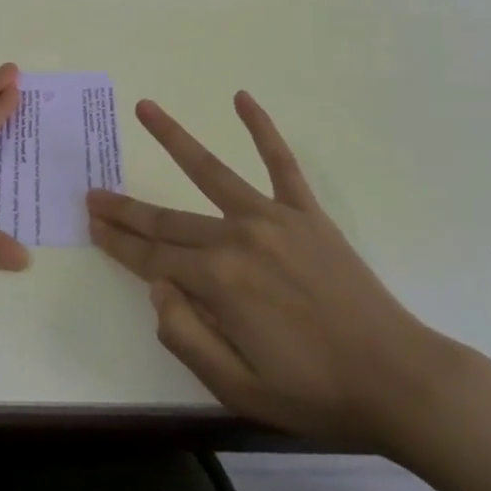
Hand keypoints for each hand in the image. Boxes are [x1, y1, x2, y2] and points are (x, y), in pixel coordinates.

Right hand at [87, 92, 452, 451]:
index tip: (91, 223)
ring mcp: (272, 217)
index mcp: (218, 281)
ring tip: (143, 108)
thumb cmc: (315, 393)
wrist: (399, 380)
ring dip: (173, 138)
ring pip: (211, 170)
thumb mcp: (238, 389)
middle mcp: (237, 236)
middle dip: (127, 209)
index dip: (119, 243)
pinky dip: (262, 127)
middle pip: (169, 219)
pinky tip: (242, 97)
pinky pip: (280, 161)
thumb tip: (156, 287)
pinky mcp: (305, 212)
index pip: (153, 258)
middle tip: (93, 192)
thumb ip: (185, 336)